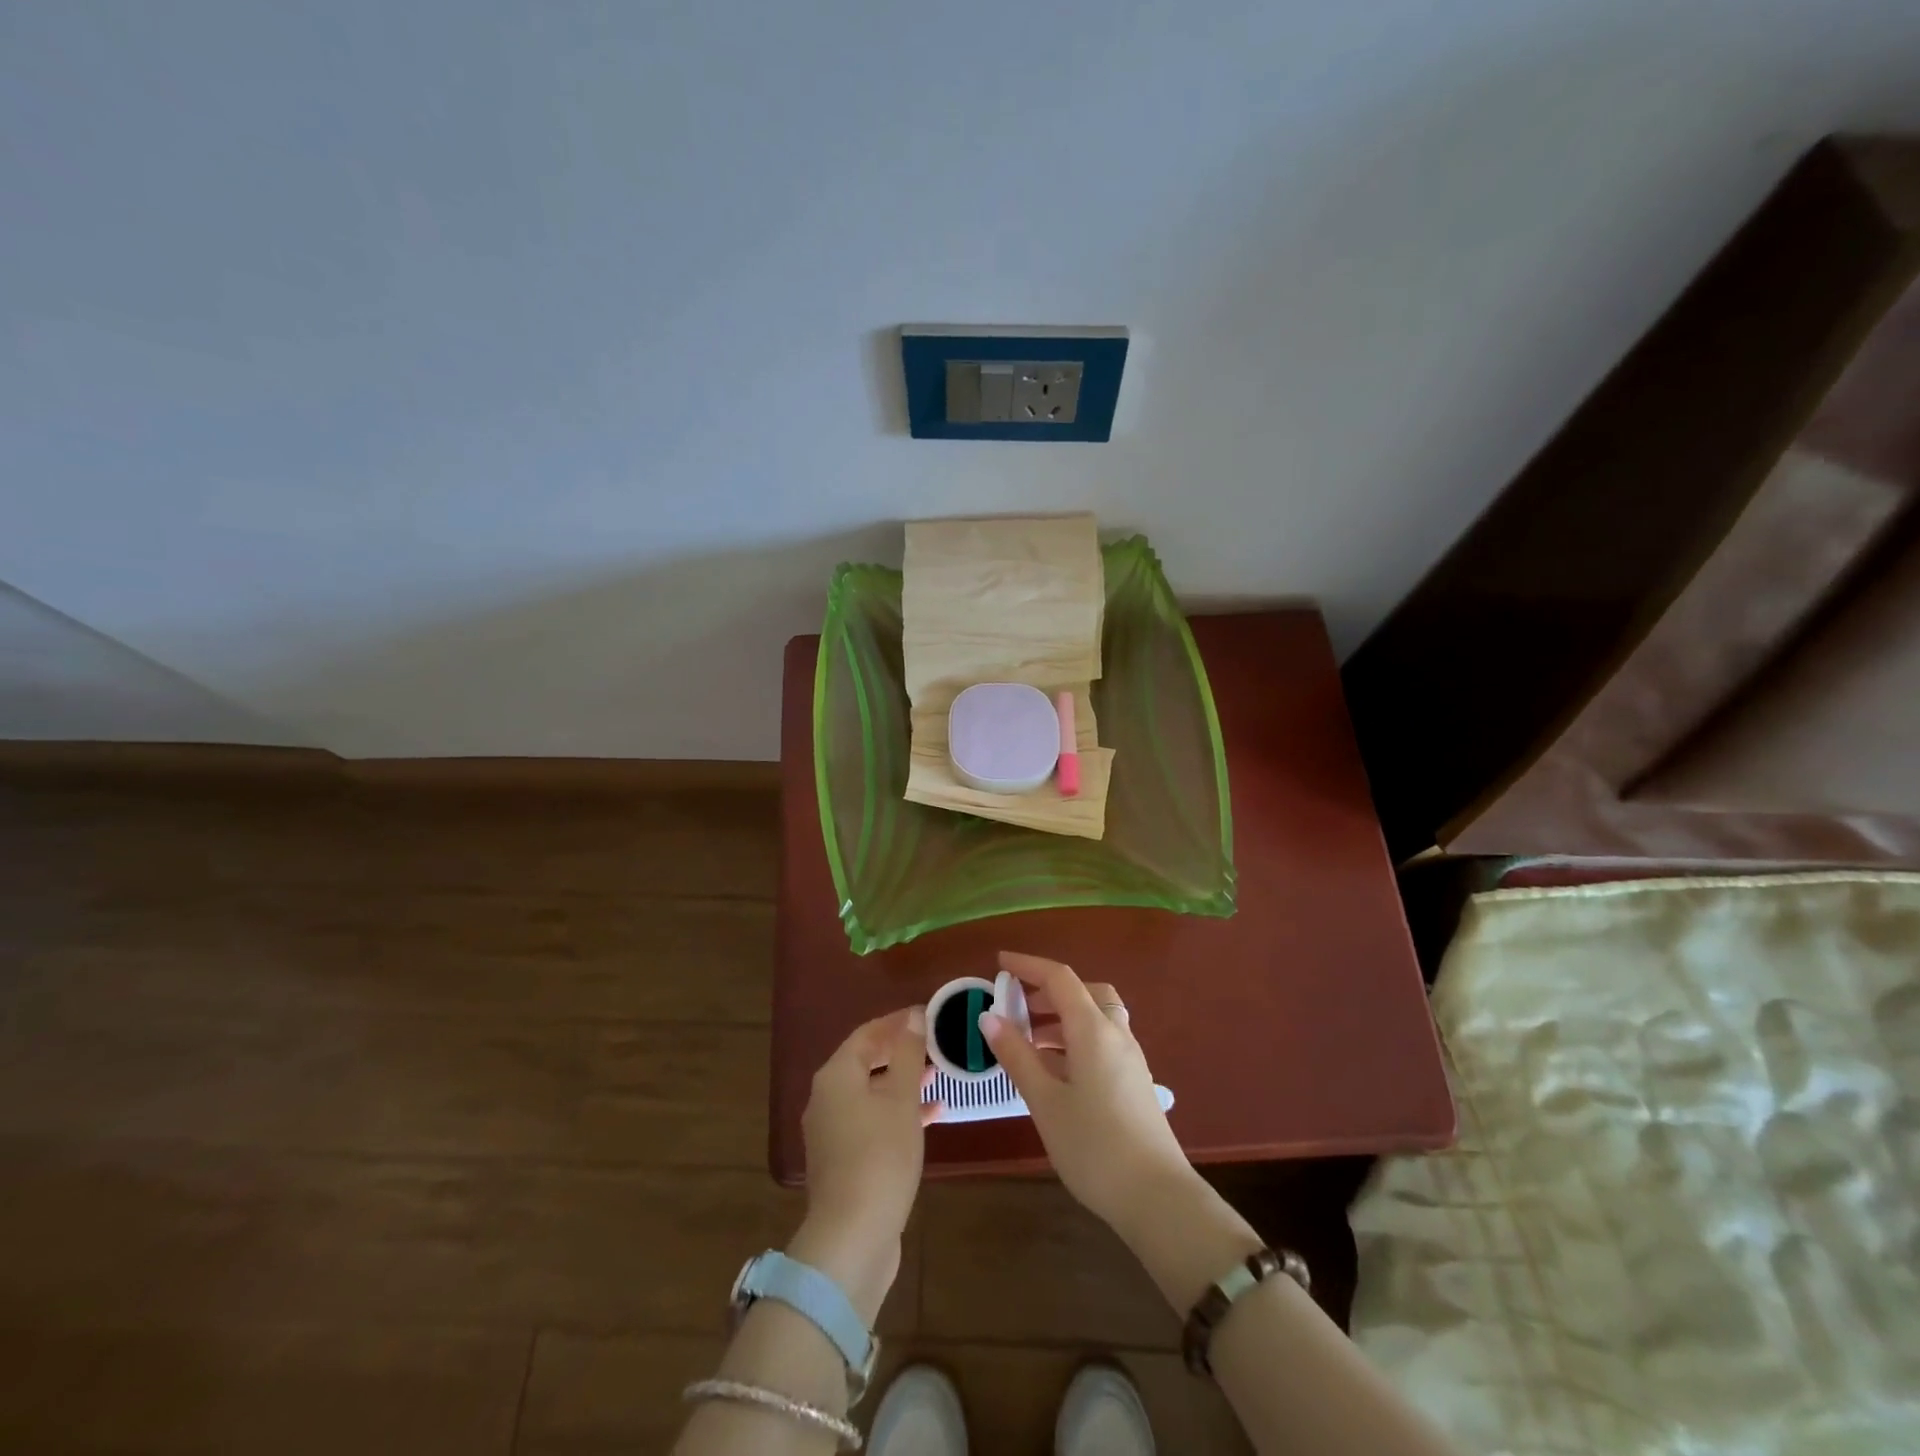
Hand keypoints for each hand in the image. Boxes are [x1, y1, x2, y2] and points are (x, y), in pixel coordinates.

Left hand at [794, 1006, 935, 1322]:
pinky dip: (897, 1113)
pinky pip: (872, 1121)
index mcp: (835, 1076)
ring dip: (903, 1083)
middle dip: (901, 1052)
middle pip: (866, 1061)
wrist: (853, 1238)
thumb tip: (912, 1017)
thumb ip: (908, 1054)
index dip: (897, 1022)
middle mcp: (827, 1098)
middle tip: (936, 1044)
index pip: (867, 1033)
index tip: (928, 1015)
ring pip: (871, 1093)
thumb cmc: (880, 1155)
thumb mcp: (902, 1098)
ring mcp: (832, 1132)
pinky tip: (931, 1117)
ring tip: (938, 1076)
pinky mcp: (844, 1160)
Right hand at [981, 951, 1193, 1229]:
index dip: (1028, 965)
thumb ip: (1017, 1055)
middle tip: (1016, 1005)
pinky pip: (1103, 1041)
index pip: (1059, 978)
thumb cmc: (1094, 1146)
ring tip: (1028, 1040)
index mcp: (1093, 1029)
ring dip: (1062, 1016)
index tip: (1000, 963)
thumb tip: (989, 1017)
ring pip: (1095, 1017)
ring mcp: (1130, 1058)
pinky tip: (1055, 1070)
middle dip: (1048, 990)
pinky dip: (1076, 1038)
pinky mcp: (1135, 1081)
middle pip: (1084, 992)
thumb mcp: (1044, 1101)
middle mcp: (1116, 1033)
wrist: (1157, 1198)